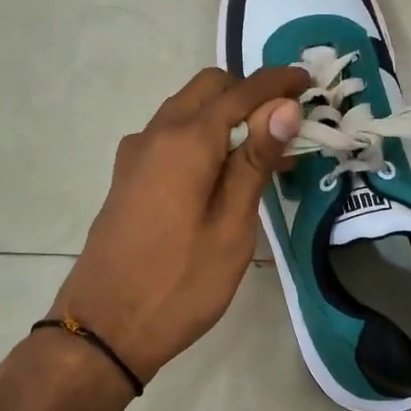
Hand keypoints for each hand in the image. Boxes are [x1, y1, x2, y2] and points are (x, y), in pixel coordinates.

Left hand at [54, 66, 306, 382]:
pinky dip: (204, 135)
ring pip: (188, 109)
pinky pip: (172, 135)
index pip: (240, 91)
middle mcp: (155, 134)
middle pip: (209, 88)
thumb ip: (255, 162)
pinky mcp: (128, 176)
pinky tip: (224, 171)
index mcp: (185, 142)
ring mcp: (136, 155)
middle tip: (288, 124)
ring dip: (227, 114)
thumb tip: (284, 106)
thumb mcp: (231, 228)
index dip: (277, 82)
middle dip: (250, 93)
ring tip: (265, 152)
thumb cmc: (179, 284)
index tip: (308, 80)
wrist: (102, 329)